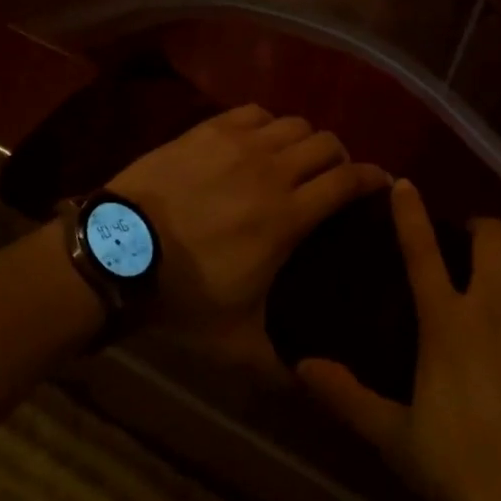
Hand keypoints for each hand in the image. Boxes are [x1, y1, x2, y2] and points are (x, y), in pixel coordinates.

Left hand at [108, 105, 390, 358]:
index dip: (372, 178)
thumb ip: (277, 367)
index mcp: (288, 216)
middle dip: (340, 158)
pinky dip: (267, 124)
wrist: (119, 251)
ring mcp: (239, 144)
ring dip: (304, 140)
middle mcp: (273, 170)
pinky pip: (254, 112)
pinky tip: (258, 140)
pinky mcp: (209, 129)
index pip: (347, 181)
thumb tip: (308, 387)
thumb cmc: (181, 295)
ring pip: (293, 123)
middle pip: (326, 143)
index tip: (381, 184)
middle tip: (333, 178)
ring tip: (295, 158)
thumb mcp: (234, 343)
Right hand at [298, 180, 500, 500]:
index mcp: (446, 323)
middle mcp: (494, 302)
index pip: (420, 250)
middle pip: (489, 233)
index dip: (409, 213)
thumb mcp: (401, 443)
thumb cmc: (476, 479)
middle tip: (476, 246)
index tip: (404, 184)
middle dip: (480, 229)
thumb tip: (302, 364)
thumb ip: (350, 399)